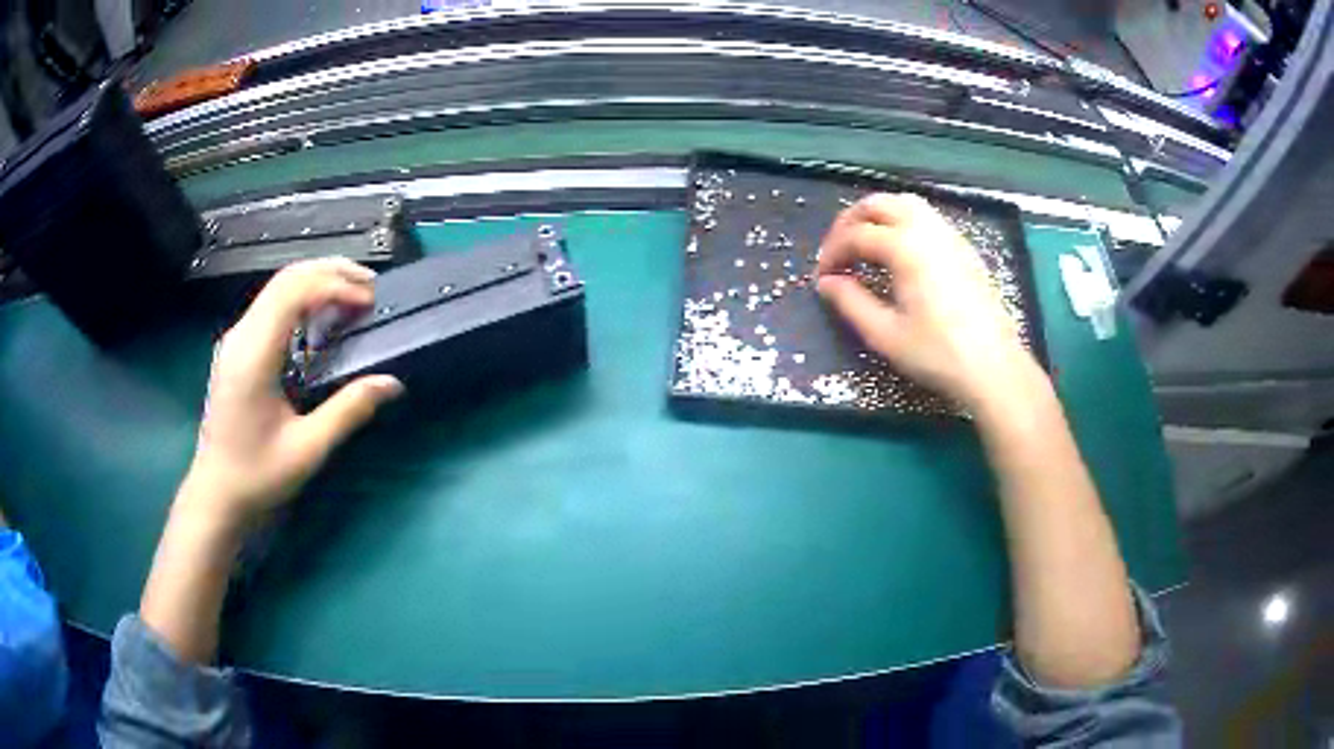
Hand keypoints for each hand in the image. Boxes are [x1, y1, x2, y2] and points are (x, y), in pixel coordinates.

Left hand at [181, 258, 402, 529]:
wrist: (217, 493)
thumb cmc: (258, 475)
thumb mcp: (308, 449)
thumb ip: (349, 410)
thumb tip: (392, 383)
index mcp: (253, 355)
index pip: (294, 292)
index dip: (335, 286)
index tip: (369, 302)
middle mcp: (241, 335)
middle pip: (286, 278)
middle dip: (330, 273)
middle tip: (371, 287)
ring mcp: (236, 339)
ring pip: (278, 287)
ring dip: (317, 282)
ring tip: (354, 295)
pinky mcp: (238, 348)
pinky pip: (272, 304)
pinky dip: (303, 298)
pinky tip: (323, 316)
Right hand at [816, 193, 1045, 414]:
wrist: (993, 367)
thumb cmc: (938, 353)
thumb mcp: (885, 334)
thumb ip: (851, 302)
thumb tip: (827, 283)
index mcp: (905, 246)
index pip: (856, 234)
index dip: (832, 252)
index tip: (823, 277)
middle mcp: (927, 229)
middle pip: (879, 204)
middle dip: (851, 221)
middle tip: (838, 251)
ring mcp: (950, 235)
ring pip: (906, 203)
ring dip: (879, 216)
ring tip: (866, 245)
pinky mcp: (964, 248)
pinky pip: (927, 218)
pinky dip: (903, 222)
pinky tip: (900, 253)